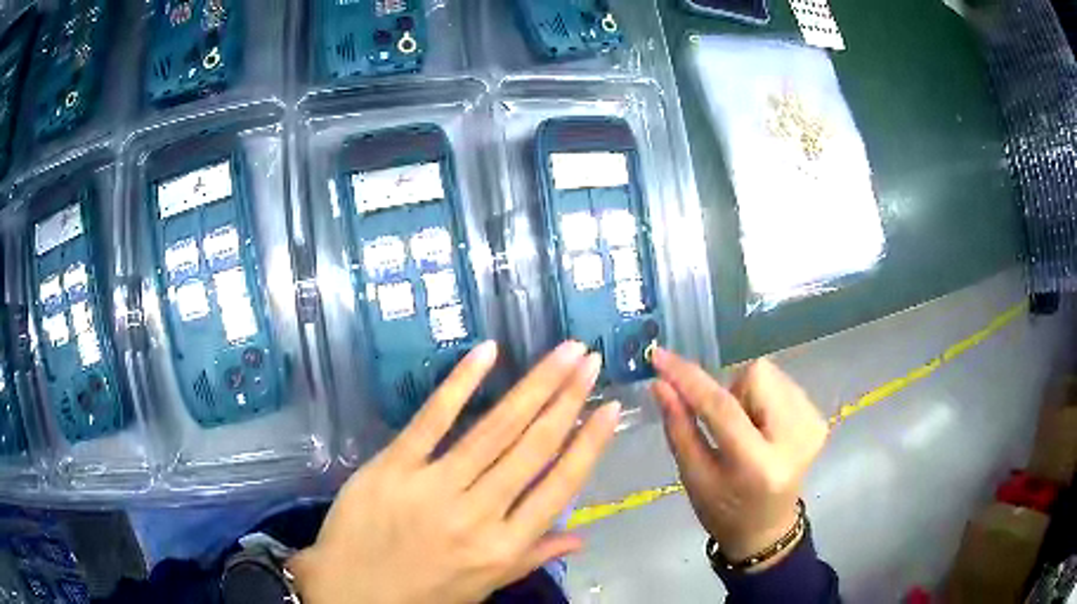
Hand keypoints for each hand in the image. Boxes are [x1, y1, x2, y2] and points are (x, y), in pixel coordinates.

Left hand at [289, 341, 619, 603]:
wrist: (351, 592)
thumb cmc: (423, 594)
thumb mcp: (484, 586)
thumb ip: (532, 557)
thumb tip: (582, 537)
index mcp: (503, 546)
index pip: (558, 488)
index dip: (588, 445)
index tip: (610, 410)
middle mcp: (477, 514)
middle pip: (531, 448)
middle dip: (567, 400)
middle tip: (590, 361)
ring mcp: (433, 486)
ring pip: (493, 429)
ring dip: (533, 387)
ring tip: (562, 353)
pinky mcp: (393, 466)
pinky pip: (431, 420)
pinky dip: (459, 384)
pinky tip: (487, 353)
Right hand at [651, 349, 827, 569]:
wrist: (767, 527)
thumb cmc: (723, 510)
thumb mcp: (694, 477)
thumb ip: (679, 427)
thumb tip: (661, 383)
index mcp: (758, 465)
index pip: (722, 408)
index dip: (690, 379)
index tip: (660, 357)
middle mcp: (795, 439)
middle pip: (756, 374)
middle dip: (731, 390)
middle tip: (724, 424)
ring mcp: (813, 426)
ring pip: (770, 374)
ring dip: (749, 394)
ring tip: (747, 429)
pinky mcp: (820, 419)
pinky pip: (783, 383)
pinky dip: (765, 399)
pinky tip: (764, 428)